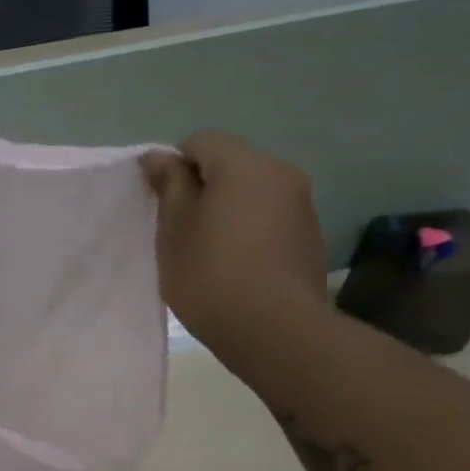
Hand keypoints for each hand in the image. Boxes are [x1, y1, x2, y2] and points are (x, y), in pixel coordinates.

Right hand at [141, 131, 329, 359]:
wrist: (274, 329)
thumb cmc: (210, 273)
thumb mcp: (173, 228)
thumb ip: (168, 185)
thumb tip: (159, 157)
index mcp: (245, 166)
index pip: (201, 141)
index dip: (173, 165)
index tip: (159, 202)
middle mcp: (281, 174)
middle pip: (230, 164)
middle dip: (200, 186)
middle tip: (176, 227)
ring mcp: (302, 206)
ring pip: (250, 191)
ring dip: (225, 209)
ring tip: (204, 249)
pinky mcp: (309, 236)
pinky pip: (268, 217)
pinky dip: (246, 229)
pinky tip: (232, 264)